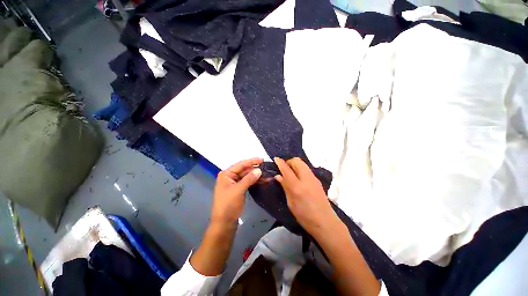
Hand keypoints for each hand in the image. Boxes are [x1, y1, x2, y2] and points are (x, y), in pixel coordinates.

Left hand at [211, 158, 262, 224]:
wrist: (224, 223)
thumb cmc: (228, 205)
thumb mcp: (238, 190)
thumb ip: (249, 179)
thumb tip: (259, 170)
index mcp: (226, 174)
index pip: (241, 164)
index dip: (252, 161)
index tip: (263, 160)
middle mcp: (230, 176)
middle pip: (245, 170)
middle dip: (256, 170)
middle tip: (268, 168)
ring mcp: (234, 183)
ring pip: (247, 176)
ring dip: (257, 176)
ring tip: (268, 175)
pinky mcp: (239, 189)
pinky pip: (248, 182)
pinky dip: (255, 181)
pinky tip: (263, 180)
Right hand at [274, 157, 339, 235]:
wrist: (325, 222)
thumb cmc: (304, 216)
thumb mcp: (291, 203)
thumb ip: (285, 187)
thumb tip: (278, 176)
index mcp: (297, 186)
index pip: (286, 169)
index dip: (280, 162)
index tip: (275, 159)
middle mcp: (306, 178)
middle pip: (296, 161)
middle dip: (288, 161)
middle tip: (283, 168)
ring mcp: (313, 178)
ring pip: (302, 163)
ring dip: (294, 164)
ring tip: (290, 172)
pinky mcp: (317, 180)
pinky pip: (306, 169)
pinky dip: (300, 168)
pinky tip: (298, 177)